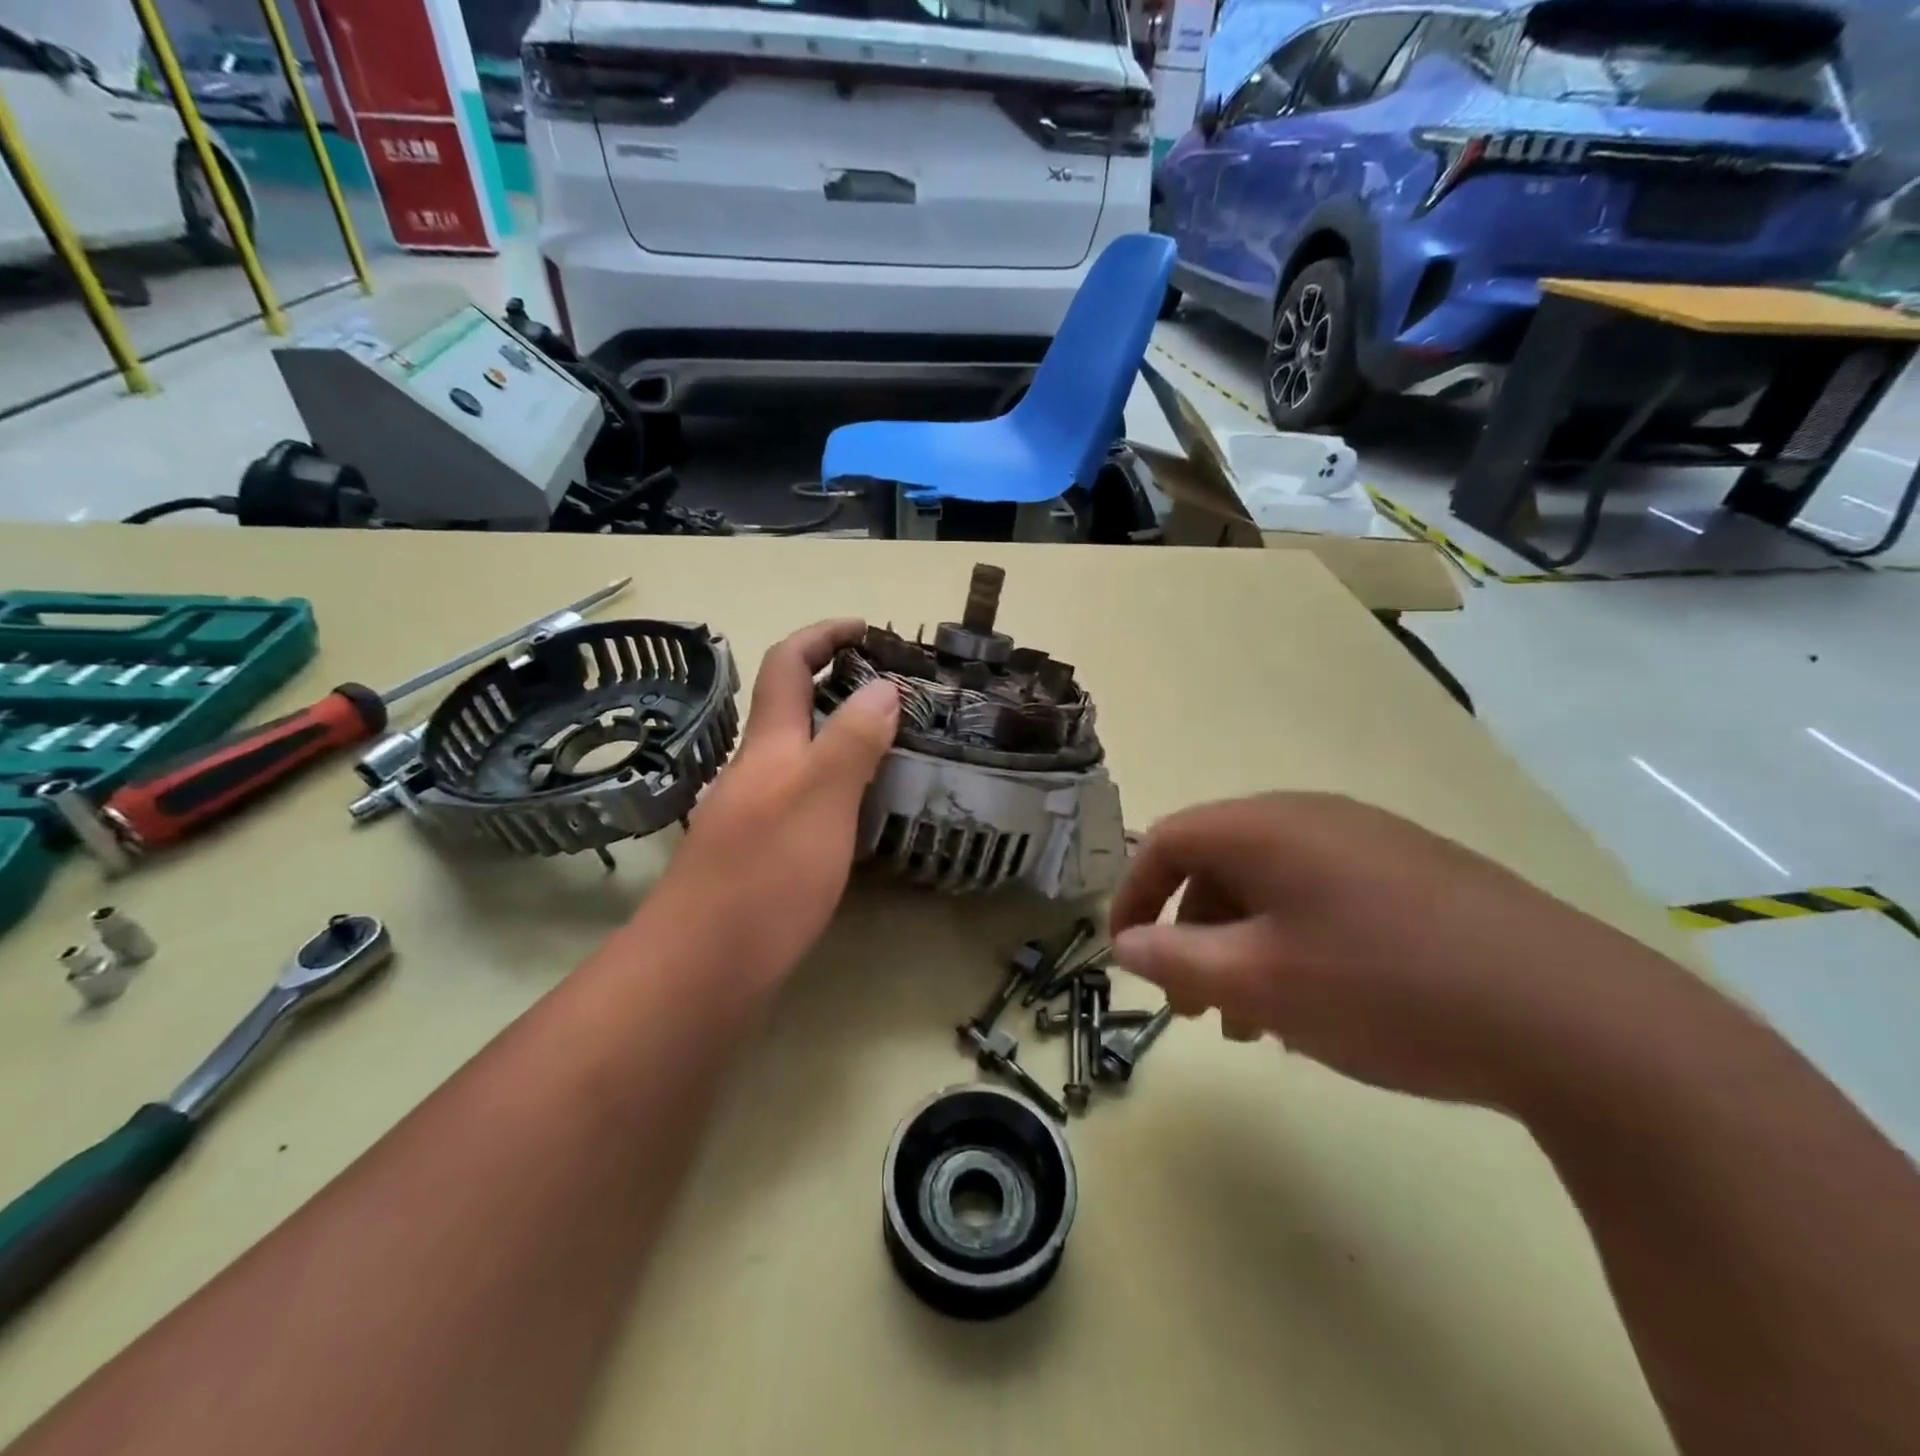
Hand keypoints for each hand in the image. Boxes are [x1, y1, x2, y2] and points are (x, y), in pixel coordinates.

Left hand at [659, 619, 897, 986]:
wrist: (701, 969)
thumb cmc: (765, 875)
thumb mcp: (820, 798)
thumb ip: (851, 740)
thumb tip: (882, 686)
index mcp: (768, 745)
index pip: (787, 664)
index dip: (823, 635)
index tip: (867, 628)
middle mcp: (755, 769)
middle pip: (791, 707)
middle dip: (838, 683)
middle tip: (898, 693)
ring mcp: (753, 812)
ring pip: (800, 755)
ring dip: (841, 736)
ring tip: (895, 747)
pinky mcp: (760, 852)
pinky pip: (804, 798)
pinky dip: (838, 785)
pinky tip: (863, 811)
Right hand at [1109, 792, 1684, 1108]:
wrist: (1575, 1019)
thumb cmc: (1385, 989)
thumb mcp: (1260, 982)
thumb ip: (1176, 959)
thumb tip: (1124, 944)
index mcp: (1266, 826)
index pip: (1167, 841)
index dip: (1133, 896)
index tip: (1126, 956)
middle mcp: (1312, 817)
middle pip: (1219, 864)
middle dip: (1190, 933)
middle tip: (1192, 1006)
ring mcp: (1371, 841)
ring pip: (1272, 887)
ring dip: (1242, 947)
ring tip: (1252, 1022)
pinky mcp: (1416, 874)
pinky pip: (1323, 899)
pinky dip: (1294, 944)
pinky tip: (1318, 1005)